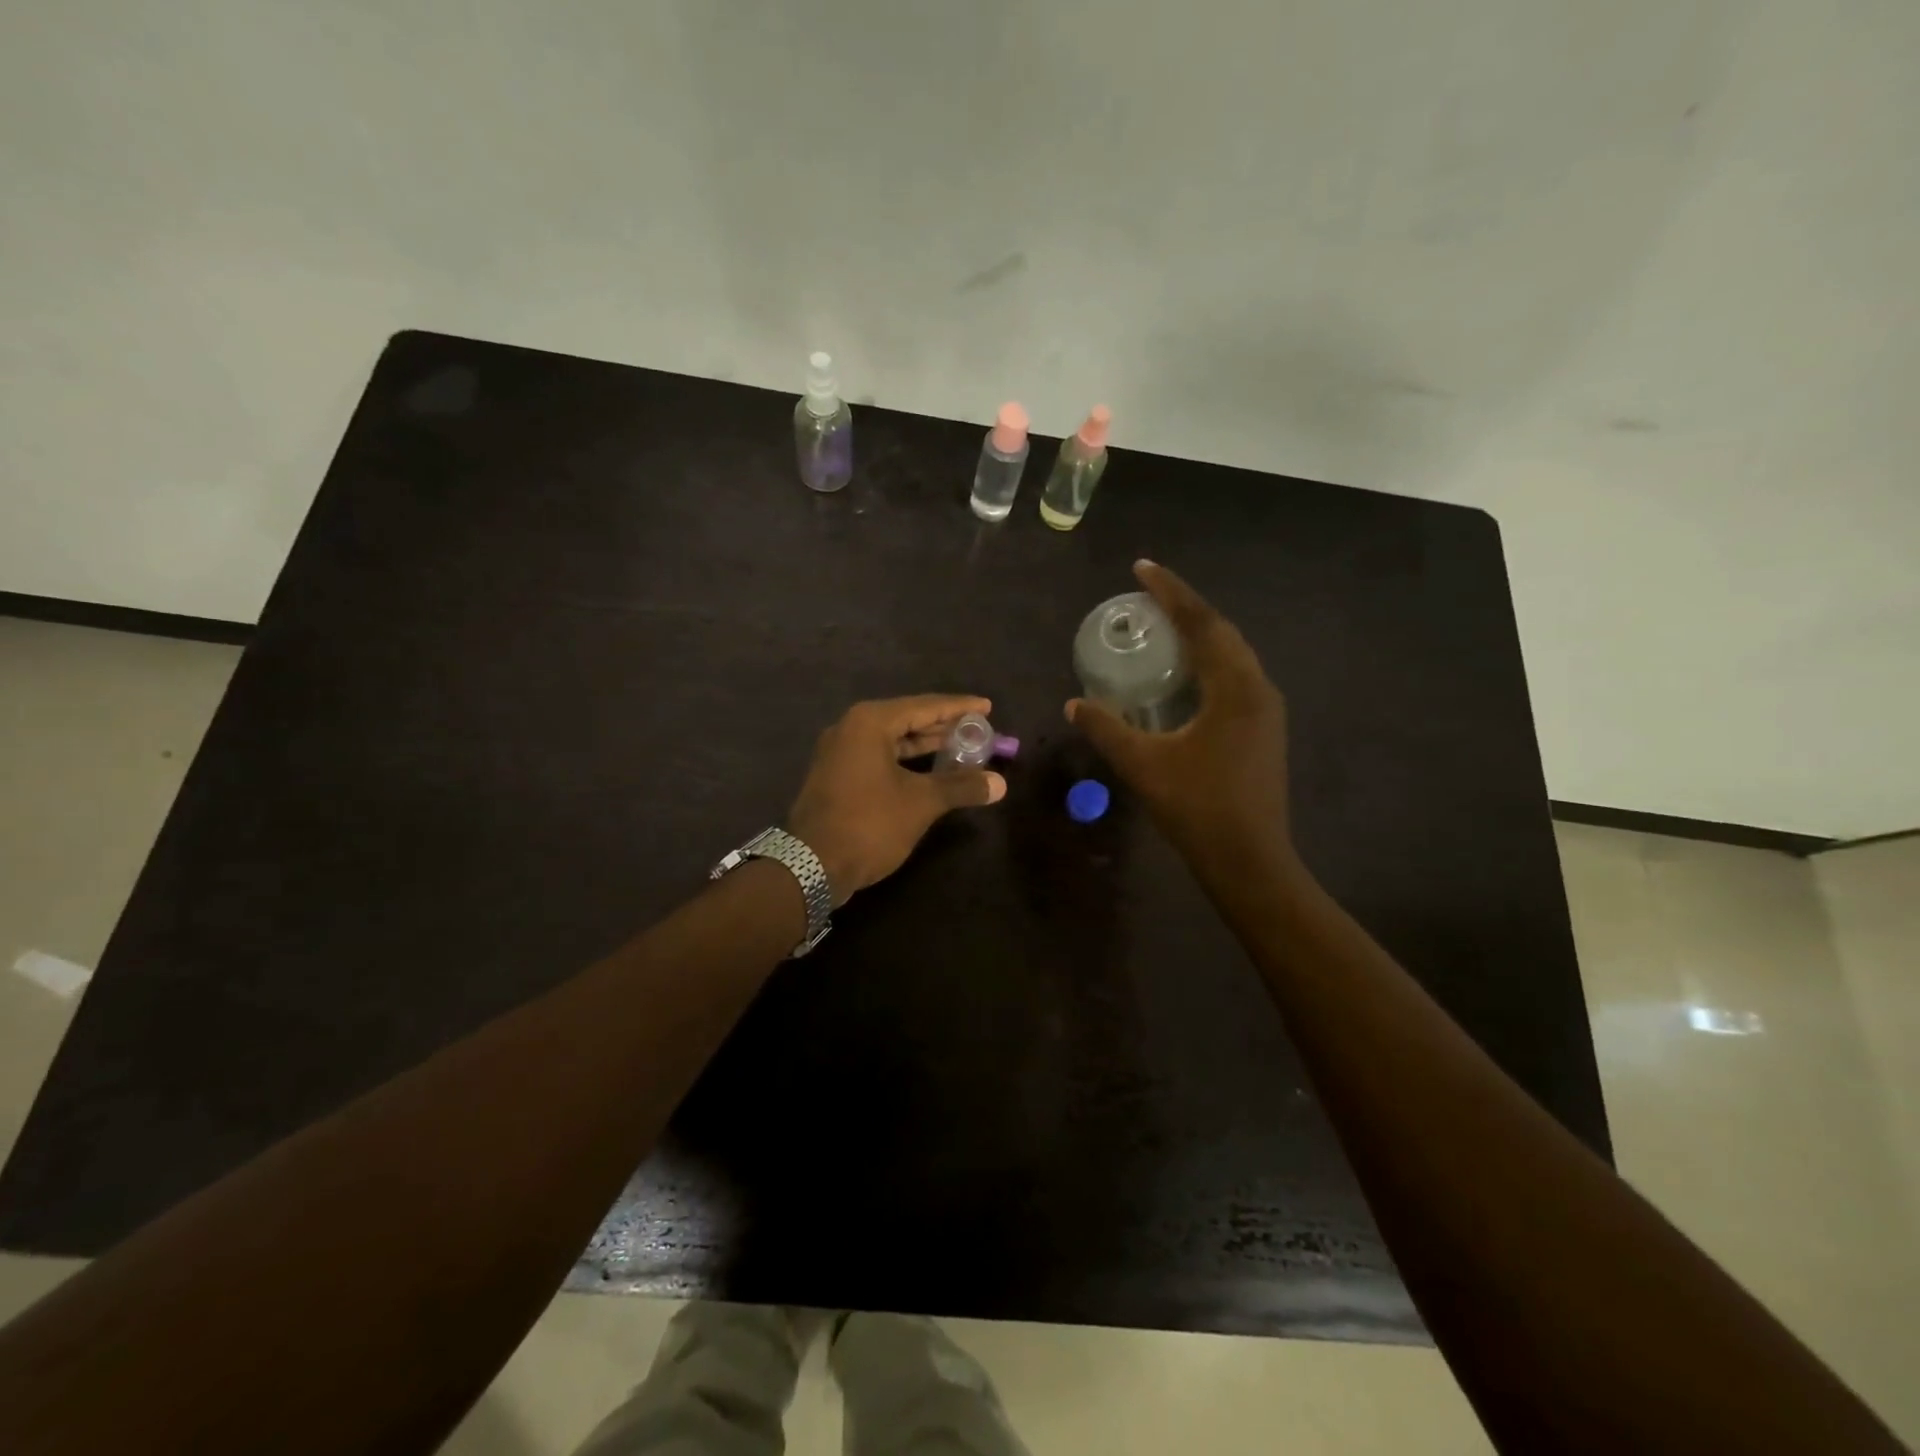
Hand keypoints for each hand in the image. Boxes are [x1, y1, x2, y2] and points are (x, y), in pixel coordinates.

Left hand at [787, 695, 1007, 903]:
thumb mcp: (921, 803)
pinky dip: (904, 760)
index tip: (987, 707)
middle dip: (942, 725)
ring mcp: (839, 753)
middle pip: (906, 719)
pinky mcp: (835, 776)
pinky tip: (927, 771)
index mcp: (869, 722)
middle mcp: (850, 728)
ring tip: (959, 747)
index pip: (924, 706)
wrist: (811, 866)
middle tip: (977, 729)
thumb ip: (961, 786)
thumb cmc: (869, 824)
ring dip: (924, 744)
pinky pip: (877, 757)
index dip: (958, 707)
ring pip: (891, 740)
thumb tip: (1000, 784)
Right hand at [1067, 561, 1297, 884]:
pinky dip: (1208, 662)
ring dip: (1199, 634)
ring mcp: (1266, 710)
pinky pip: (1234, 676)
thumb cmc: (1197, 808)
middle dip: (1185, 608)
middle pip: (1221, 632)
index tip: (1142, 568)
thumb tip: (1074, 703)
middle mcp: (1258, 689)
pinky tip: (1185, 673)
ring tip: (1163, 625)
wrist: (1250, 860)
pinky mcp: (1264, 729)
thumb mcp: (1143, 765)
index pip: (1201, 624)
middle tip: (1148, 594)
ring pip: (1232, 655)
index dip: (1170, 592)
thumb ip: (1106, 729)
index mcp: (1235, 688)